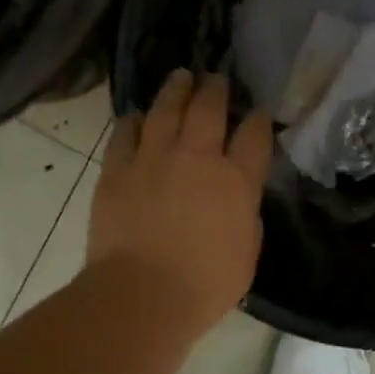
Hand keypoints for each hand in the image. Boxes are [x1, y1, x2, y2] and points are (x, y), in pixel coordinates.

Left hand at [89, 70, 273, 334]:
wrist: (141, 295)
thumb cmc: (203, 287)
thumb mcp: (246, 255)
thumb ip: (246, 219)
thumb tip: (238, 201)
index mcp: (236, 181)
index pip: (254, 135)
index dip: (257, 120)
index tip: (257, 114)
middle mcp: (197, 158)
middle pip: (208, 108)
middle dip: (215, 89)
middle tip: (215, 79)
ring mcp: (153, 158)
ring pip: (165, 109)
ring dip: (175, 90)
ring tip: (180, 78)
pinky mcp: (117, 169)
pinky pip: (125, 133)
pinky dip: (133, 121)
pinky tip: (137, 116)